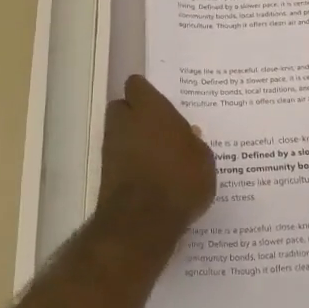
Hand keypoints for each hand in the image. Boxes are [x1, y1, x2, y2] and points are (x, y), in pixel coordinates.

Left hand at [97, 75, 215, 247]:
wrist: (142, 222)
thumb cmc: (180, 180)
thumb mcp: (203, 160)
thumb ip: (194, 143)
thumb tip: (188, 135)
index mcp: (151, 109)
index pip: (137, 85)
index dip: (146, 92)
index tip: (160, 103)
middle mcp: (126, 122)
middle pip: (122, 106)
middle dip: (135, 113)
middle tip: (158, 128)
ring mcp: (111, 147)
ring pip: (119, 132)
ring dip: (132, 139)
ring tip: (156, 155)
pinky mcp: (105, 173)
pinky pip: (119, 157)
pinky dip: (129, 161)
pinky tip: (148, 175)